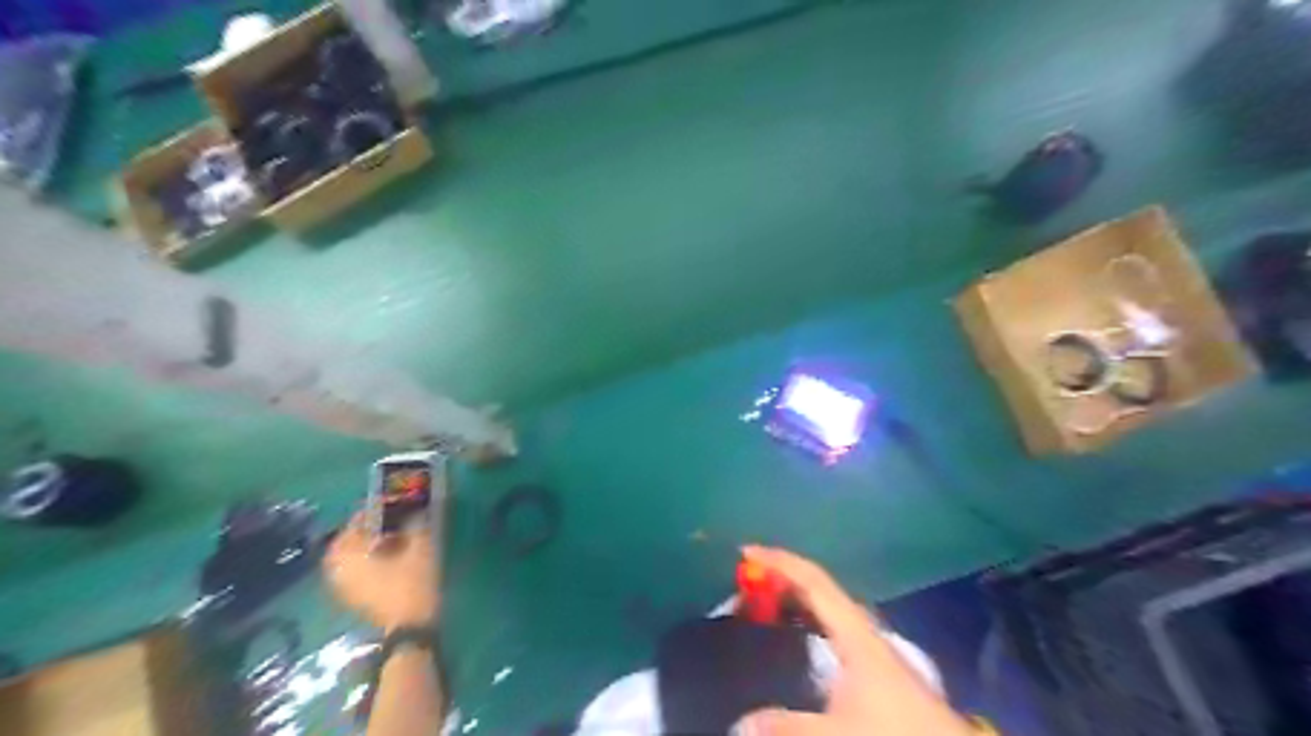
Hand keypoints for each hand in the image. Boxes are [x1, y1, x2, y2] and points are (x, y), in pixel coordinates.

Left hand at [323, 515, 440, 628]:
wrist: (409, 628)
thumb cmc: (412, 583)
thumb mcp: (420, 547)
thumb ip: (416, 523)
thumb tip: (415, 506)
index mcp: (349, 553)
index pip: (357, 521)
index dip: (376, 509)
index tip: (393, 502)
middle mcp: (338, 568)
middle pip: (349, 539)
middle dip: (367, 527)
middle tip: (388, 519)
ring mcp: (342, 586)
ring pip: (350, 555)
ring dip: (366, 543)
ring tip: (390, 536)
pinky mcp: (352, 597)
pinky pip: (354, 570)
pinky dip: (366, 560)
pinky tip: (387, 557)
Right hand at [737, 547, 972, 734]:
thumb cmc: (895, 734)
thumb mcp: (838, 734)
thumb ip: (788, 727)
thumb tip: (741, 722)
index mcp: (854, 633)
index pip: (813, 581)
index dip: (779, 562)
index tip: (746, 552)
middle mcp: (862, 630)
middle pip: (818, 589)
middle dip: (781, 578)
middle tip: (744, 582)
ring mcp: (870, 647)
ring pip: (825, 609)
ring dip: (793, 600)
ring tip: (760, 606)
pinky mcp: (874, 667)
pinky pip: (830, 628)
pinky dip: (805, 621)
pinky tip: (793, 642)